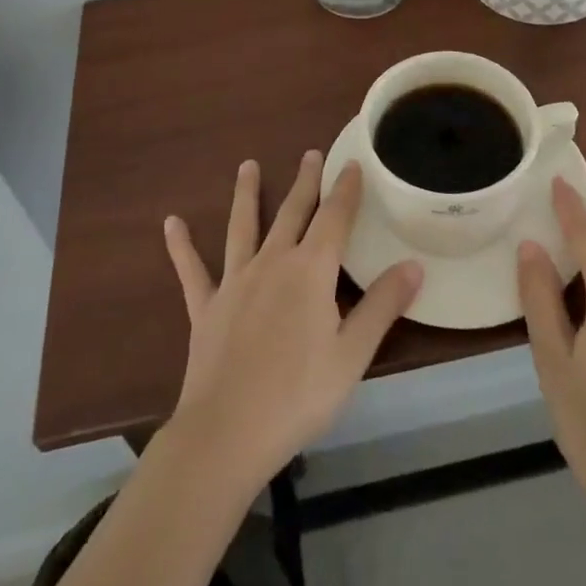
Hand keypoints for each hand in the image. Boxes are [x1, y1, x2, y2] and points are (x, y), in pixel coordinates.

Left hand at [162, 152, 422, 489]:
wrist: (227, 432)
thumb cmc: (298, 396)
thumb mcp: (352, 354)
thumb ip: (382, 306)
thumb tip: (414, 264)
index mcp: (310, 271)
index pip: (334, 219)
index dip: (345, 190)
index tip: (352, 164)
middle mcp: (273, 263)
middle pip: (292, 213)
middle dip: (304, 182)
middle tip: (310, 153)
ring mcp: (235, 282)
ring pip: (243, 227)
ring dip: (246, 194)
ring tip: (246, 165)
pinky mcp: (206, 307)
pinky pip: (192, 270)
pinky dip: (182, 246)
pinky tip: (171, 223)